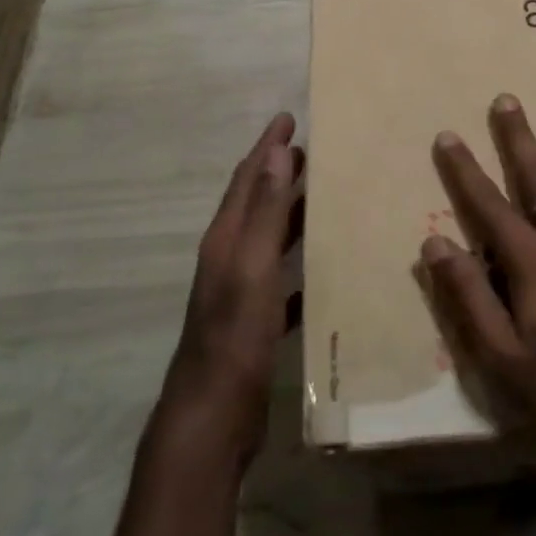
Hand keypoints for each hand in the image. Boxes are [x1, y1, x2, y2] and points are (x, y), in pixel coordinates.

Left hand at [161, 114, 303, 463]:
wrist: (212, 418)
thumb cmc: (234, 337)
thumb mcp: (253, 268)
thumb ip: (266, 212)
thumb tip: (277, 152)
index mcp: (226, 240)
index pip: (247, 179)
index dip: (266, 147)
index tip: (288, 117)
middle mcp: (229, 259)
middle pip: (256, 204)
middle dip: (279, 173)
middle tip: (311, 150)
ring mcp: (241, 293)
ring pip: (269, 239)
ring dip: (290, 213)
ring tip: (322, 196)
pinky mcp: (255, 323)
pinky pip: (282, 280)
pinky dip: (299, 265)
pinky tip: (323, 269)